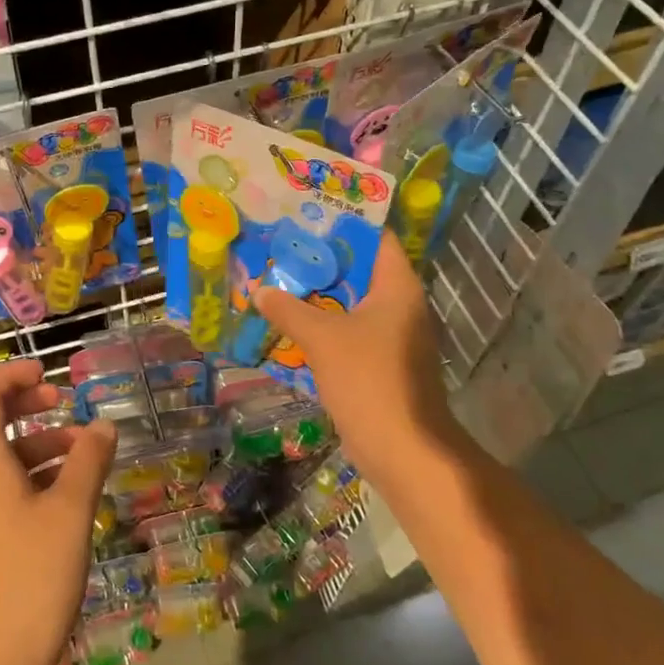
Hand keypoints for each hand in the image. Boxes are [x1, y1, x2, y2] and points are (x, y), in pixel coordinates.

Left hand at [0, 360, 116, 664]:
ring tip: (78, 454)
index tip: (50, 373)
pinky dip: (24, 475)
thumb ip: (88, 462)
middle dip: (24, 404)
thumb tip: (103, 425)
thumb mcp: (70, 514)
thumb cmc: (28, 580)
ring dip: (31, 442)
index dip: (14, 375)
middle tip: (62, 403)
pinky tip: (61, 498)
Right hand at [254, 232, 455, 477]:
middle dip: (320, 260)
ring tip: (278, 279)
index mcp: (397, 287)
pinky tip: (289, 322)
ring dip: (318, 295)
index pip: (376, 238)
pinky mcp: (381, 363)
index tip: (306, 215)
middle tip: (280, 247)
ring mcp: (393, 336)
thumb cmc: (369, 380)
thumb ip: (289, 309)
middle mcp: (400, 304)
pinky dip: (323, 325)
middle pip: (359, 270)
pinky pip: (349, 331)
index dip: (342, 223)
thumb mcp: (322, 338)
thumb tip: (260, 290)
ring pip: (350, 303)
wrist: (403, 449)